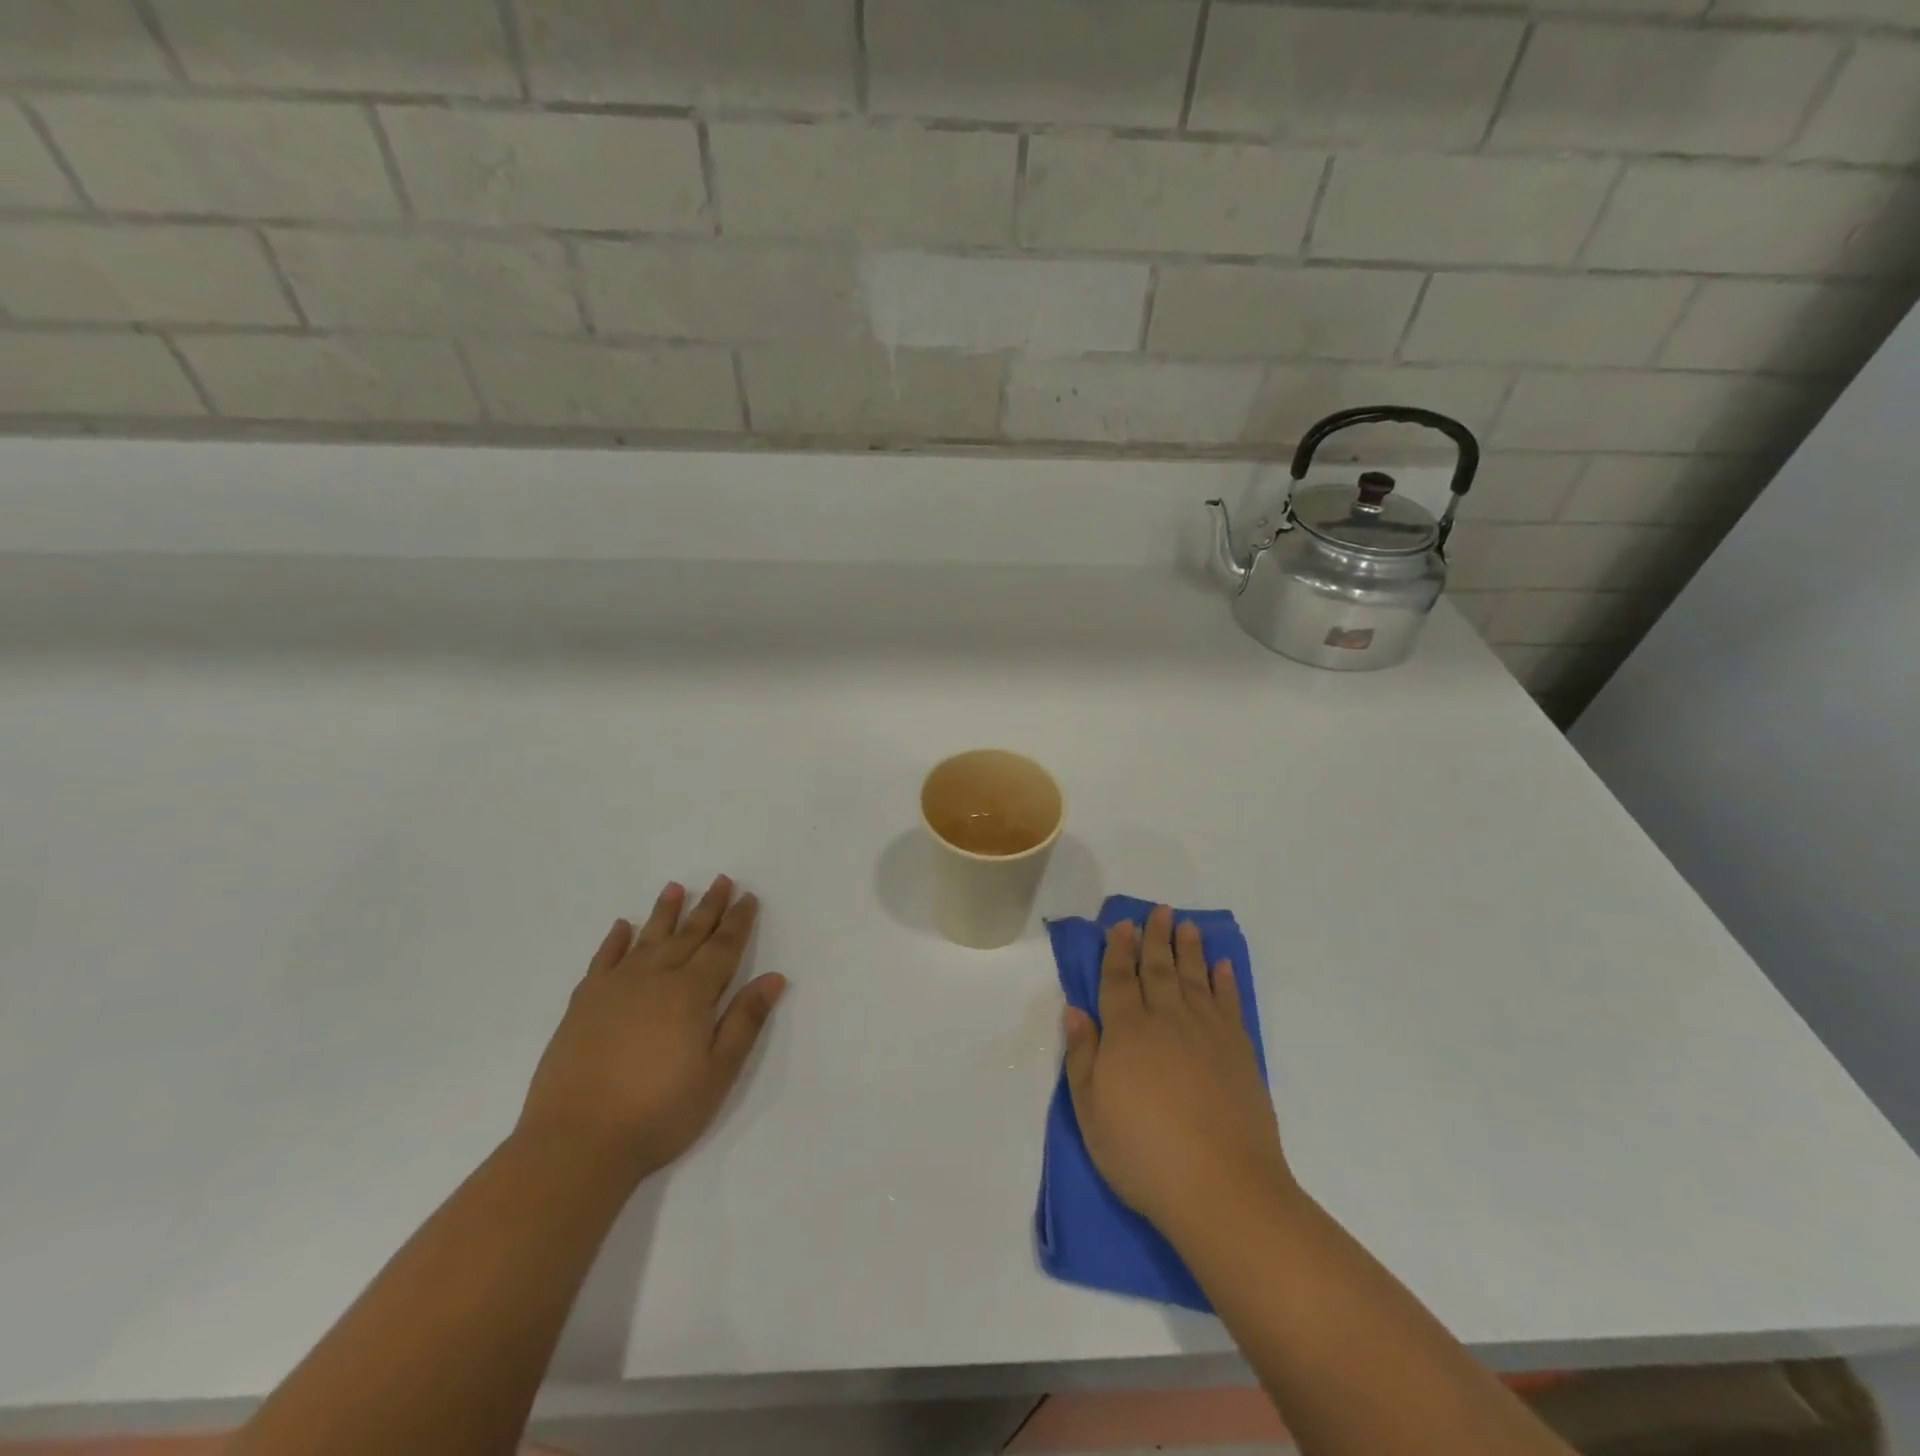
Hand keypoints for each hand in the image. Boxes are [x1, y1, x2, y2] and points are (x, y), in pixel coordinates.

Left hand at [518, 876, 785, 1179]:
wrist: (577, 1142)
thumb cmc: (659, 1112)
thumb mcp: (718, 1073)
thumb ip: (745, 1021)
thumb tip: (774, 977)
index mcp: (692, 993)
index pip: (723, 948)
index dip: (738, 922)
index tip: (748, 897)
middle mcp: (655, 978)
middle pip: (689, 934)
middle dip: (709, 907)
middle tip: (722, 880)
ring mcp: (615, 988)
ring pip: (648, 938)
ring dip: (665, 912)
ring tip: (675, 888)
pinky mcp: (583, 1004)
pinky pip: (603, 960)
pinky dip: (615, 940)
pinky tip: (623, 926)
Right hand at [1062, 904, 1293, 1239]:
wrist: (1221, 1187)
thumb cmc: (1143, 1153)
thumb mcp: (1091, 1111)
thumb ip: (1082, 1056)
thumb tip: (1074, 1010)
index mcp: (1126, 1031)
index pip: (1118, 978)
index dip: (1118, 950)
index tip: (1120, 924)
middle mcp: (1166, 1019)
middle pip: (1158, 968)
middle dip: (1154, 938)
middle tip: (1158, 910)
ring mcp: (1207, 1032)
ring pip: (1194, 977)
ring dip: (1189, 949)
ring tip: (1186, 925)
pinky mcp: (1239, 1050)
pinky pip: (1230, 1003)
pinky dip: (1225, 981)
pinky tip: (1222, 966)